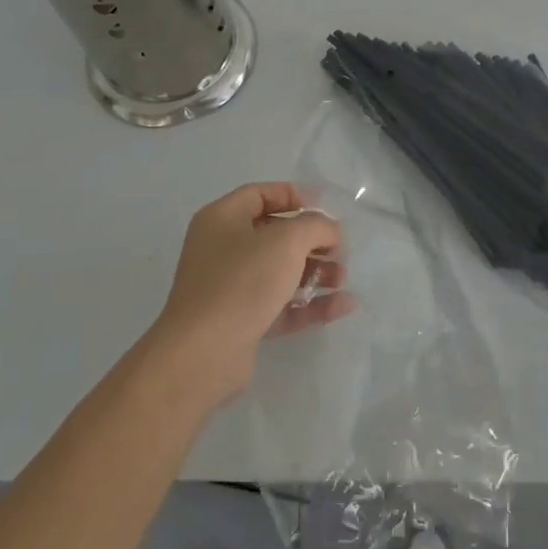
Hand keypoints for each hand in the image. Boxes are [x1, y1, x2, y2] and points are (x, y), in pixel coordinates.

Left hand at [147, 182, 350, 406]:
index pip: (260, 195)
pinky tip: (343, 305)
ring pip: (280, 272)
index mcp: (222, 219)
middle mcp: (222, 249)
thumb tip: (330, 230)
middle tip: (340, 248)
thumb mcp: (287, 241)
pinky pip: (281, 305)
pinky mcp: (241, 322)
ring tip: (342, 278)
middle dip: (311, 240)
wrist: (204, 353)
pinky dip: (310, 303)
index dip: (293, 196)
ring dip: (315, 272)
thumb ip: (316, 227)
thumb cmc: (242, 281)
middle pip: (274, 235)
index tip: (325, 208)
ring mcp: (230, 288)